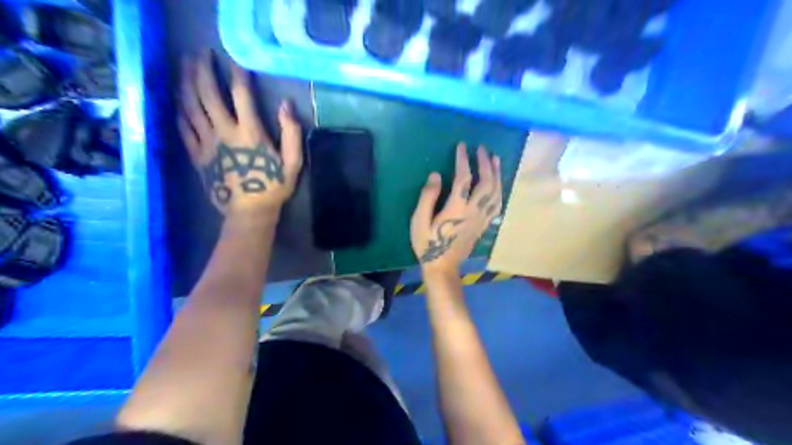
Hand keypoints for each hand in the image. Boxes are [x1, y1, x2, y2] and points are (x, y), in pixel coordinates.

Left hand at [178, 50, 303, 215]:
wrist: (248, 213)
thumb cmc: (273, 187)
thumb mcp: (292, 162)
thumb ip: (291, 133)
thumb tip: (286, 104)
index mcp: (250, 133)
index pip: (241, 95)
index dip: (238, 75)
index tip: (236, 60)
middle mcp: (224, 132)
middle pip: (208, 95)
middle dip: (203, 70)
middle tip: (200, 53)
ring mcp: (206, 143)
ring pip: (191, 107)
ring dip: (186, 83)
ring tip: (184, 66)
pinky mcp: (197, 155)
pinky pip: (184, 128)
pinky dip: (180, 111)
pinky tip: (178, 100)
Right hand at [411, 144, 502, 274]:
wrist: (443, 267)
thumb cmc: (428, 244)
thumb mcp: (419, 221)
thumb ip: (427, 197)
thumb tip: (435, 174)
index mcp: (457, 208)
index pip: (464, 178)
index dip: (463, 160)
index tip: (462, 146)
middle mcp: (474, 211)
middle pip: (486, 182)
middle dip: (485, 163)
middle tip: (482, 148)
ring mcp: (482, 218)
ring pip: (495, 192)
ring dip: (497, 173)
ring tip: (495, 159)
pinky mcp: (484, 225)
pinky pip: (497, 204)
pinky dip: (500, 190)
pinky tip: (498, 183)